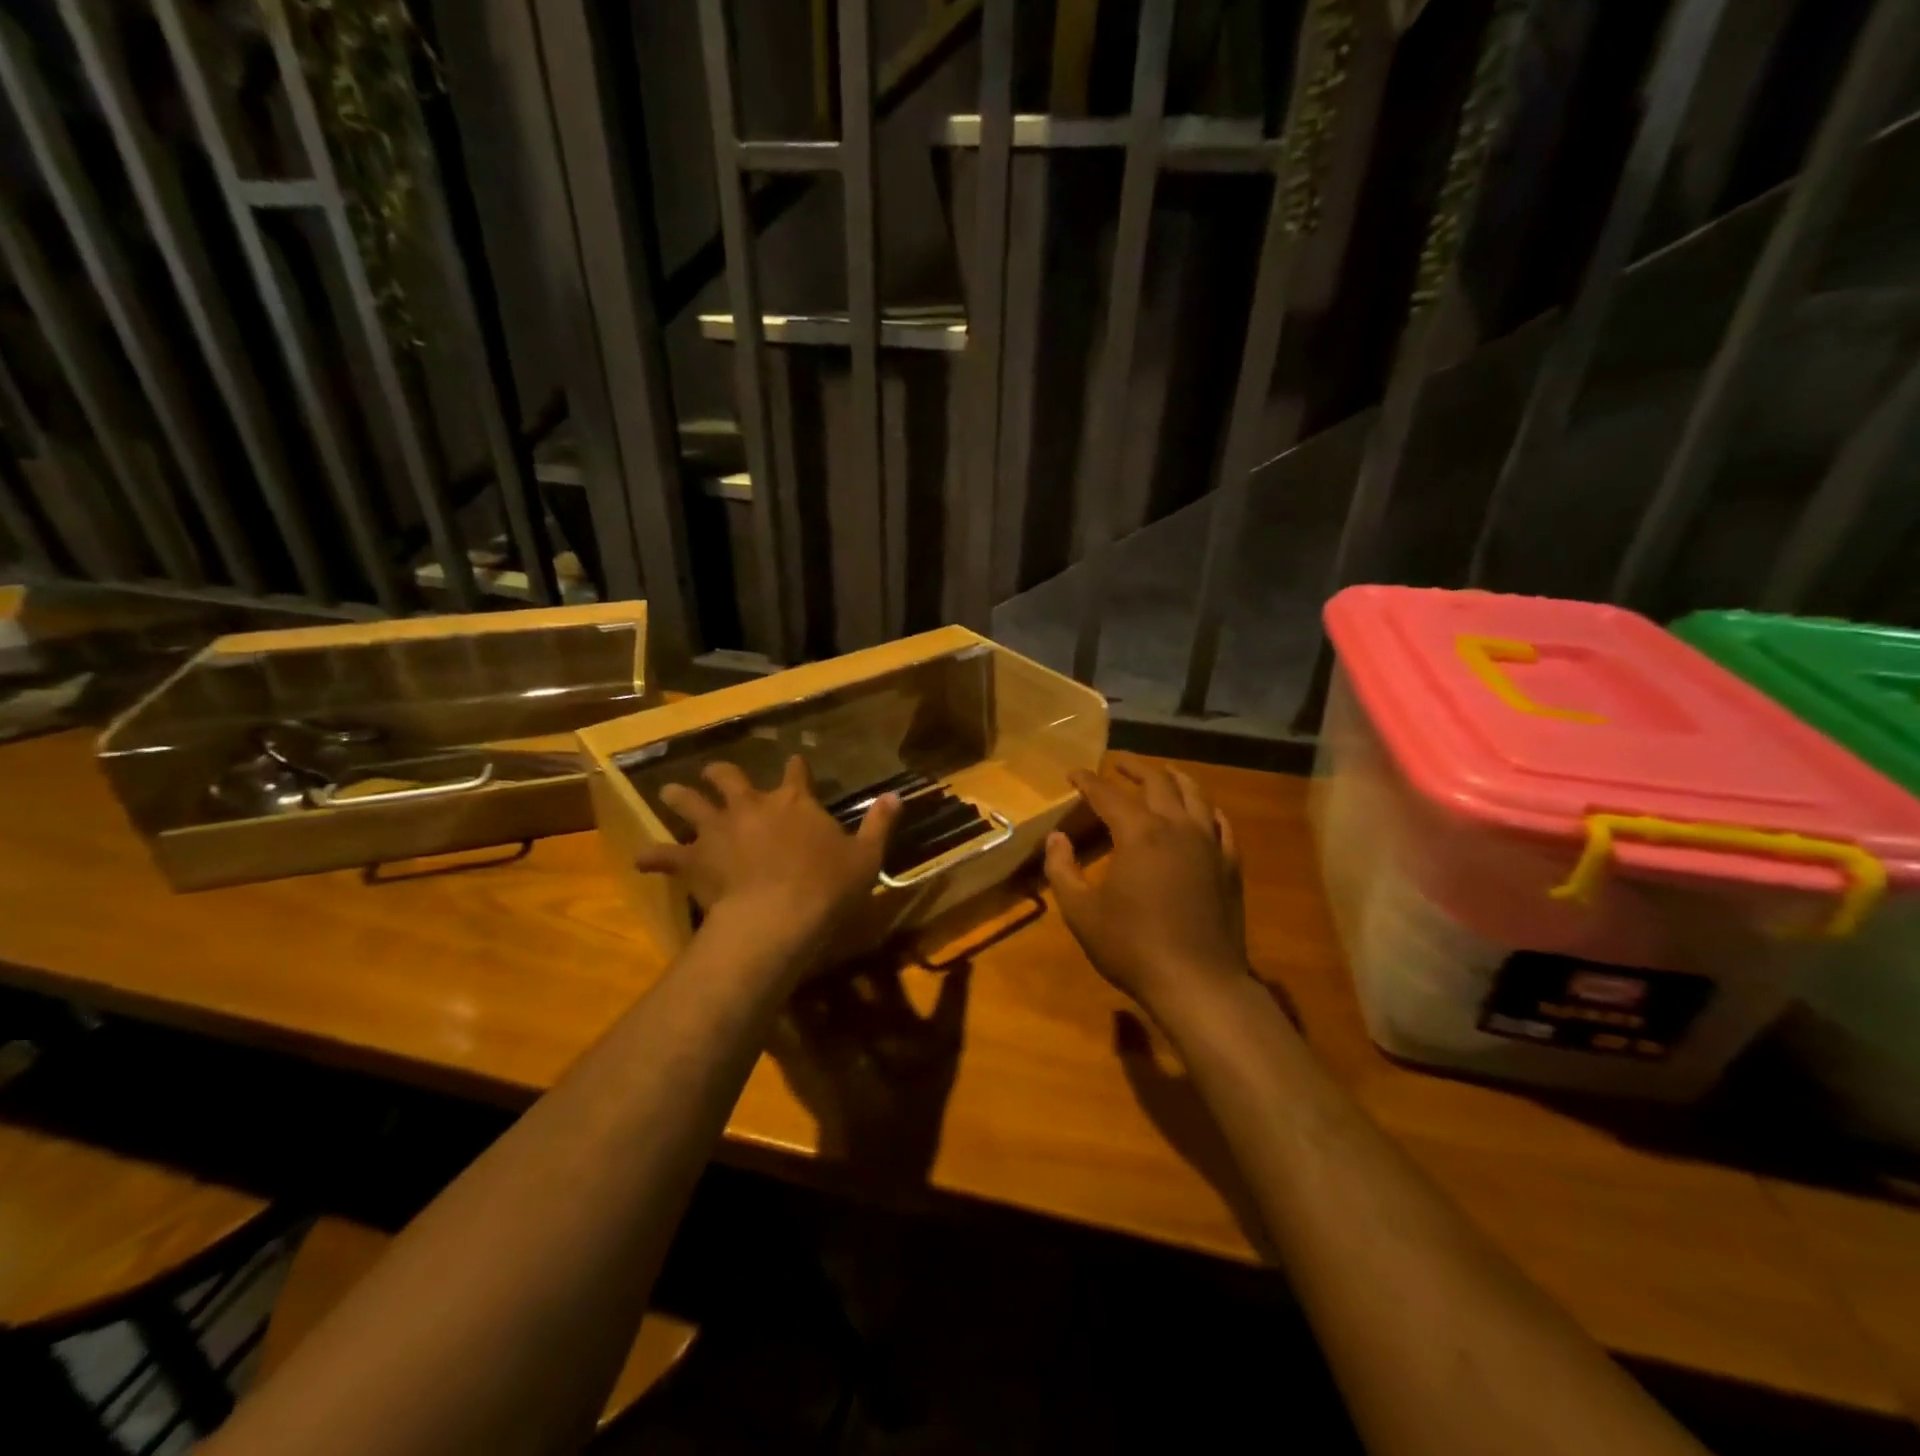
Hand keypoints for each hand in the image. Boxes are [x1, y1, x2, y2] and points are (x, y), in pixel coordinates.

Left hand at [634, 756, 898, 960]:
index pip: (795, 772)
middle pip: (730, 778)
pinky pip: (665, 855)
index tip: (795, 763)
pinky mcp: (694, 859)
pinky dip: (652, 856)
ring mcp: (718, 830)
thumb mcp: (866, 857)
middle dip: (723, 774)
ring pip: (690, 803)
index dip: (796, 767)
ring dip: (680, 796)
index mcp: (794, 801)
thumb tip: (897, 796)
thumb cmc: (826, 886)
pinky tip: (640, 858)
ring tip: (671, 792)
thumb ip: (879, 824)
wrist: (777, 916)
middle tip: (717, 774)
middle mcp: (751, 806)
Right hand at [1045, 755, 1249, 1022]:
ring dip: (1172, 778)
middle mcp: (1176, 827)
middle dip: (1133, 767)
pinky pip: (1220, 824)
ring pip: (1194, 794)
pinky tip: (1202, 811)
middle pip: (1156, 781)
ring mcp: (1209, 844)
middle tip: (1116, 763)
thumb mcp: (1081, 912)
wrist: (1198, 983)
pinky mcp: (1229, 864)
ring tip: (1160, 773)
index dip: (1088, 781)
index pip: (1108, 794)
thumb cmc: (1132, 947)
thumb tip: (1056, 838)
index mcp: (1139, 833)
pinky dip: (1207, 809)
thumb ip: (1062, 870)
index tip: (1074, 774)